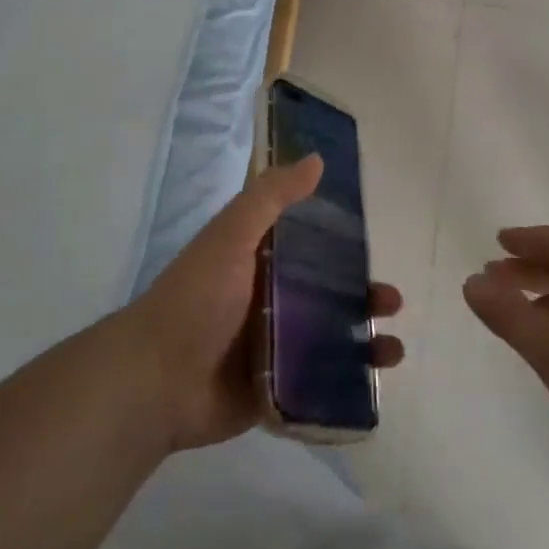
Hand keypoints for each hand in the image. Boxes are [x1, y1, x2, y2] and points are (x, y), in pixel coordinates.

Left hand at [126, 154, 404, 453]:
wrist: (156, 380)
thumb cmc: (196, 298)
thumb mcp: (231, 236)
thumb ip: (271, 198)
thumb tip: (317, 159)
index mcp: (258, 261)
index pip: (309, 244)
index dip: (343, 242)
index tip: (375, 241)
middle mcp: (268, 300)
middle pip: (327, 294)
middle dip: (363, 296)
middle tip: (391, 301)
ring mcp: (272, 348)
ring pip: (329, 339)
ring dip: (364, 341)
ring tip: (392, 347)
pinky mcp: (275, 389)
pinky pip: (319, 383)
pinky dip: (348, 382)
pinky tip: (376, 381)